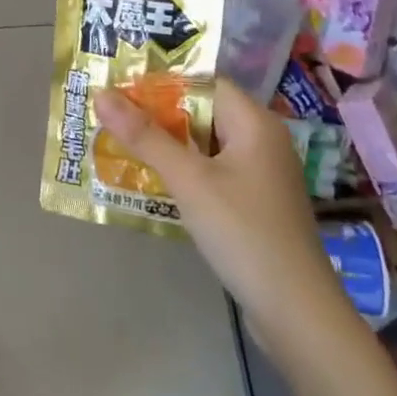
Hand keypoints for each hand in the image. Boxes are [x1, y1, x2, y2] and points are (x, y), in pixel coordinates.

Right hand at [92, 77, 354, 354]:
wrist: (296, 312)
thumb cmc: (243, 232)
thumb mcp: (188, 180)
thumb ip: (144, 136)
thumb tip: (100, 94)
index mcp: (254, 123)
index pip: (202, 83)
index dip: (160, 84)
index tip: (119, 91)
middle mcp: (261, 140)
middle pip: (202, 112)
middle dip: (157, 115)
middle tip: (111, 118)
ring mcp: (260, 174)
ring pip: (204, 144)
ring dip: (167, 144)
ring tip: (122, 146)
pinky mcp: (255, 202)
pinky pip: (212, 171)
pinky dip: (184, 170)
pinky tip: (154, 182)